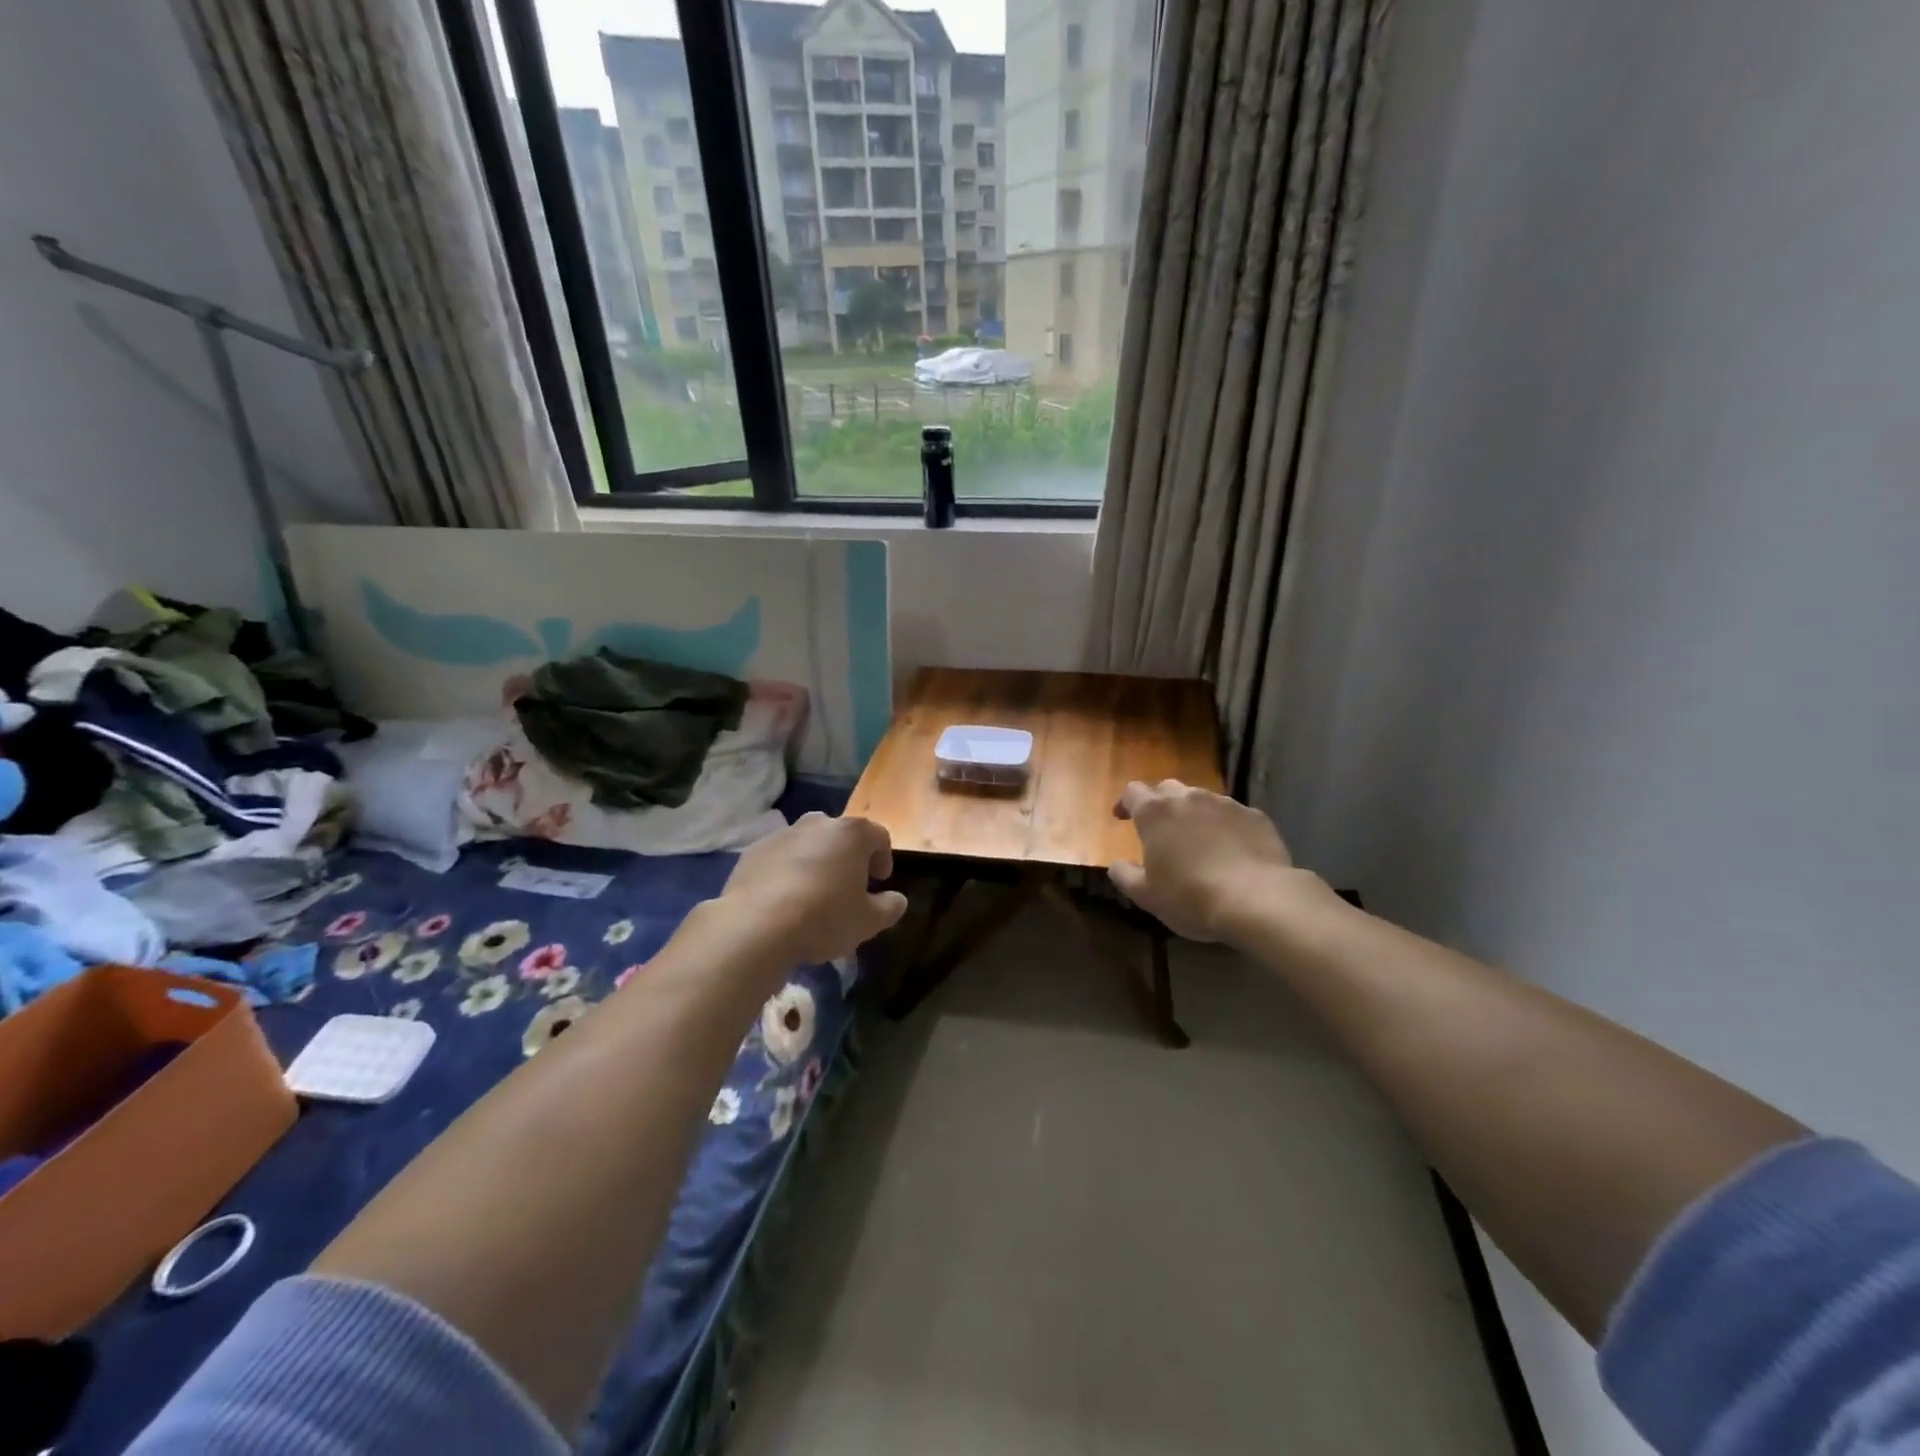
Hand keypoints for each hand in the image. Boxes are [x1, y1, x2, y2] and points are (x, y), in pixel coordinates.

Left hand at [719, 813, 908, 965]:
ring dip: (816, 862)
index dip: (884, 858)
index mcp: (851, 834)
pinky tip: (784, 900)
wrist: (756, 926)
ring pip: (808, 844)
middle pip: (841, 835)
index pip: (879, 836)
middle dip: (848, 857)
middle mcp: (817, 824)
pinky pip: (779, 857)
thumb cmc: (823, 917)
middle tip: (848, 886)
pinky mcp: (753, 851)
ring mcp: (782, 834)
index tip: (880, 881)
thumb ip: (889, 907)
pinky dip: (786, 871)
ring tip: (813, 894)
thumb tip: (897, 900)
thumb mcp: (868, 921)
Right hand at [1109, 780, 1306, 942]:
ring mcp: (1225, 803)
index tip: (1122, 818)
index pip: (1132, 792)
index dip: (1125, 803)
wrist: (1258, 899)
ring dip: (1194, 813)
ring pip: (1202, 799)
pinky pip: (1233, 814)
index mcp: (1155, 812)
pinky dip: (1225, 826)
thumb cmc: (1190, 896)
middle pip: (1167, 788)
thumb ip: (1124, 875)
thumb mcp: (1146, 895)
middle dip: (1160, 804)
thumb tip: (1116, 865)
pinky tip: (1231, 849)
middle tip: (1160, 829)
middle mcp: (1188, 798)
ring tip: (1197, 839)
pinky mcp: (1255, 816)